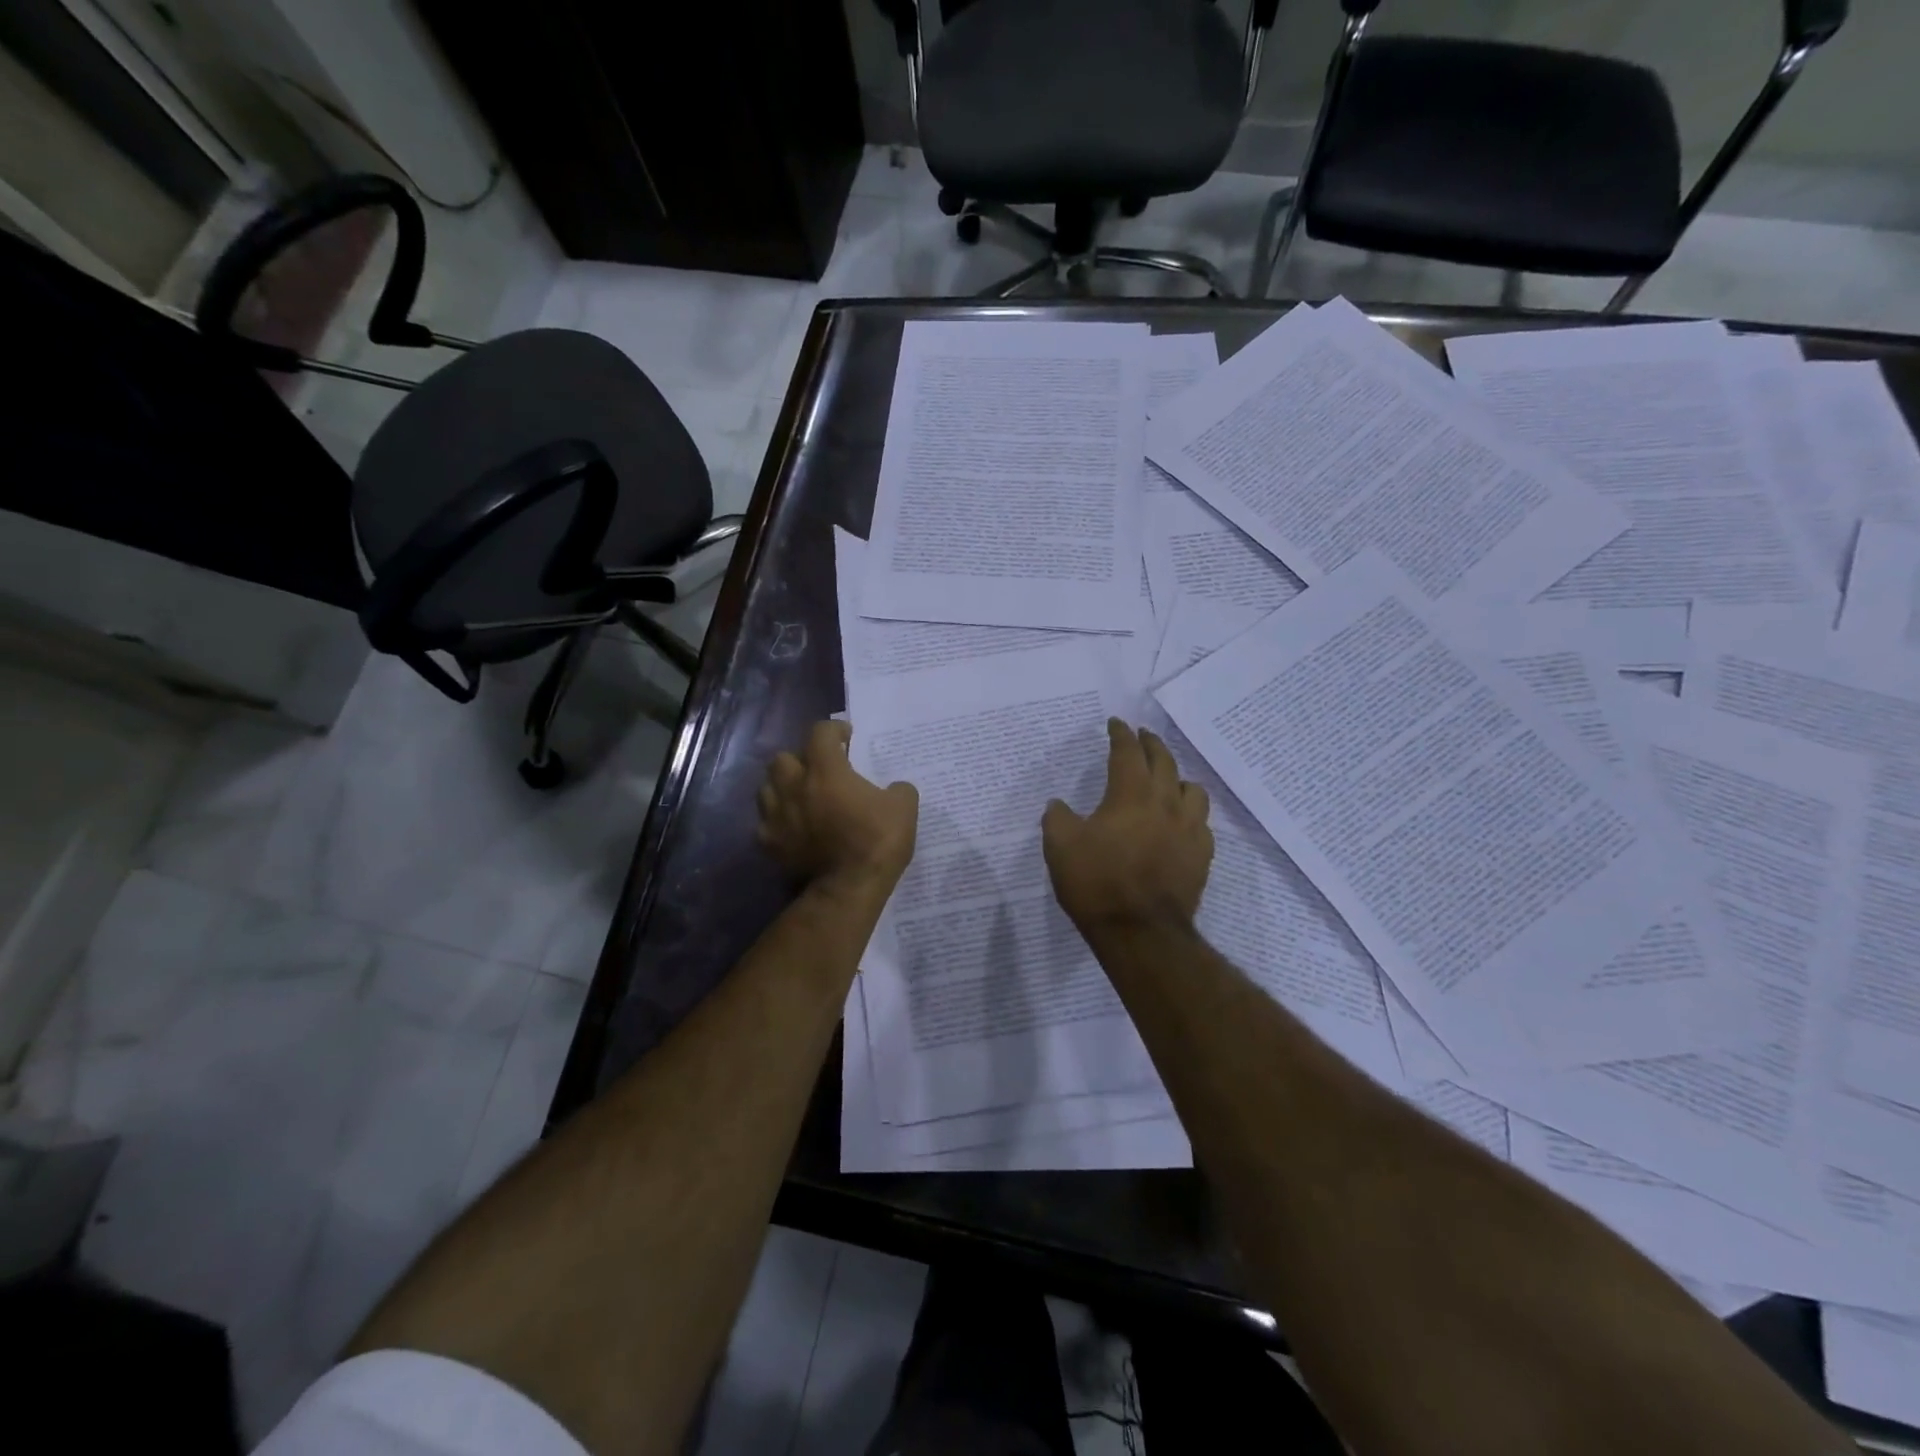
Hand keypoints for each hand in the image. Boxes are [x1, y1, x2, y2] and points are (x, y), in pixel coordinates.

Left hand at [757, 721, 917, 894]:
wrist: (848, 889)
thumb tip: (895, 789)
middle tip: (820, 770)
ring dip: (783, 787)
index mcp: (826, 770)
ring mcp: (777, 816)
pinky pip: (766, 823)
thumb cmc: (876, 842)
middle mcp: (794, 786)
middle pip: (783, 757)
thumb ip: (899, 789)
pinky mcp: (770, 844)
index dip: (834, 730)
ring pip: (767, 788)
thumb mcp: (904, 808)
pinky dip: (777, 821)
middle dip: (800, 759)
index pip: (820, 732)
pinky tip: (792, 828)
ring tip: (801, 797)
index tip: (846, 738)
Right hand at [1043, 719, 1212, 934]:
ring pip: (1191, 788)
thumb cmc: (1097, 883)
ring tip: (1166, 779)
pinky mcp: (1202, 855)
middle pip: (1164, 761)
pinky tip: (1180, 821)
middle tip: (1141, 737)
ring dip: (1176, 776)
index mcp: (1130, 794)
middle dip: (1151, 744)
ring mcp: (1189, 829)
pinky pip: (1201, 821)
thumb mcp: (1059, 847)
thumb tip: (1058, 804)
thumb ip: (1057, 818)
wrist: (1141, 932)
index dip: (1121, 734)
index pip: (1127, 752)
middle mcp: (1165, 802)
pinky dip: (1189, 812)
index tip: (1116, 723)